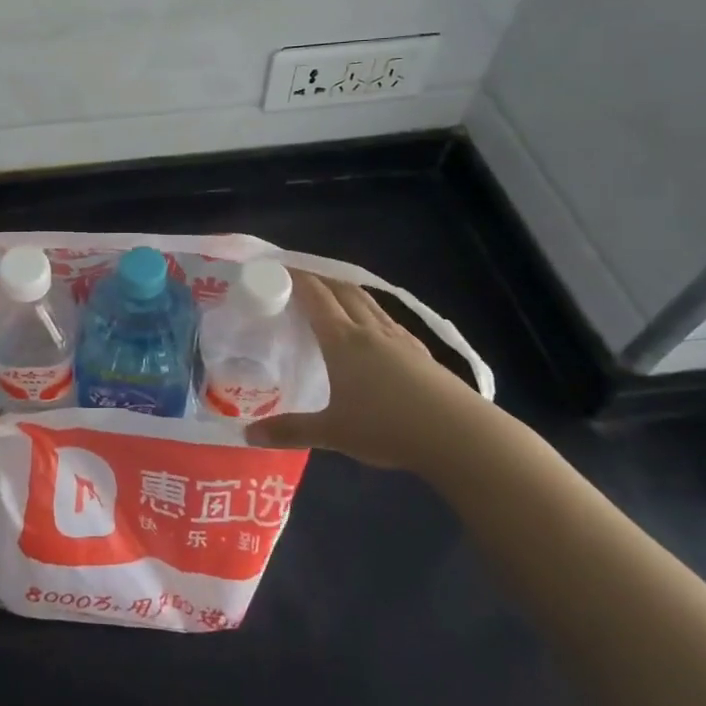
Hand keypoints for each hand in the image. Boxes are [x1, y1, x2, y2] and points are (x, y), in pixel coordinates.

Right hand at [247, 271, 485, 472]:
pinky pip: (387, 320)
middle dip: (320, 278)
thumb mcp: (332, 432)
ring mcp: (399, 339)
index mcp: (342, 340)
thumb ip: (290, 431)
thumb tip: (246, 435)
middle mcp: (369, 330)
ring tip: (332, 294)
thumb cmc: (387, 427)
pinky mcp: (421, 353)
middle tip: (300, 278)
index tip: (276, 269)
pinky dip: (370, 312)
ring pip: (368, 302)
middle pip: (342, 291)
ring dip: (346, 291)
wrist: (459, 435)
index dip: (296, 278)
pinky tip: (373, 329)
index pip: (315, 296)